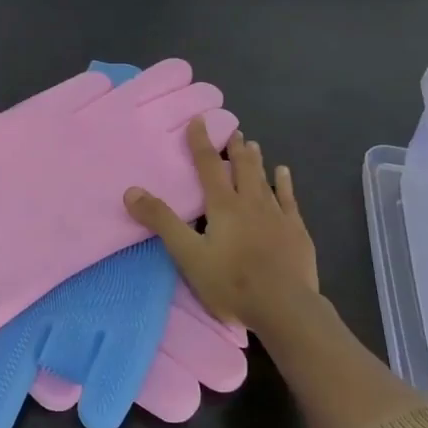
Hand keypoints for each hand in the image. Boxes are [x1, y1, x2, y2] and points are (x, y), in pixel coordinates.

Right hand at [125, 120, 318, 333]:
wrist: (284, 306)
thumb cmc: (232, 282)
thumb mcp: (188, 255)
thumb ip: (162, 221)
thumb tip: (131, 190)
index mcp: (223, 206)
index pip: (208, 166)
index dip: (200, 142)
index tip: (199, 120)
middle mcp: (250, 202)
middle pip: (241, 167)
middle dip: (233, 148)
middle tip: (231, 131)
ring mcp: (276, 215)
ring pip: (264, 179)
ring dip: (256, 161)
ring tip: (252, 144)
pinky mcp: (296, 231)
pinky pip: (289, 199)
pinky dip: (284, 183)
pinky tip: (284, 173)